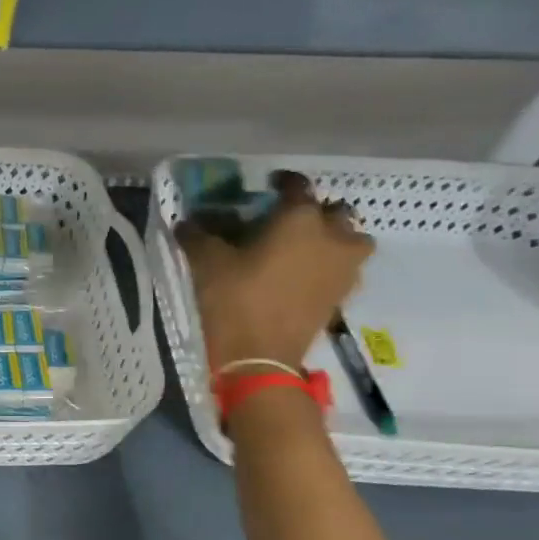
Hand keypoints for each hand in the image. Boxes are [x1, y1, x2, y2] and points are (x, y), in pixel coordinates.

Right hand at [176, 171, 374, 369]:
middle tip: (287, 221)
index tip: (268, 185)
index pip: (298, 187)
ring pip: (350, 241)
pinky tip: (304, 275)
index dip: (282, 182)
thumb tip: (188, 223)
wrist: (259, 357)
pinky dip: (330, 266)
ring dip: (332, 238)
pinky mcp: (342, 296)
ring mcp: (344, 269)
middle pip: (334, 212)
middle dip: (314, 212)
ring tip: (304, 248)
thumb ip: (198, 235)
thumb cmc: (233, 300)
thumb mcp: (206, 262)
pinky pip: (344, 269)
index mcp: (300, 219)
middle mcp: (332, 237)